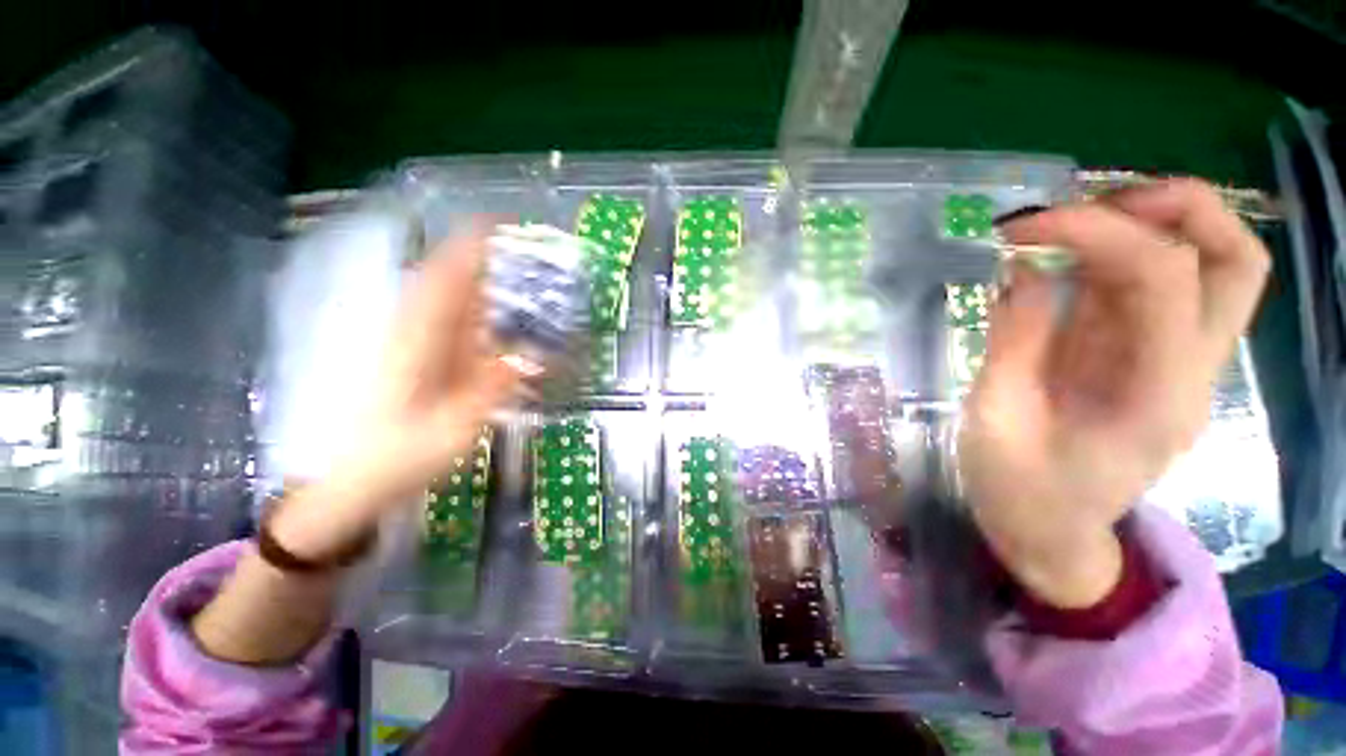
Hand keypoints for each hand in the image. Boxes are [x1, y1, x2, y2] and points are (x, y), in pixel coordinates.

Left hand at [271, 230, 519, 559]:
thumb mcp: (456, 426)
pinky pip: (446, 320)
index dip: (474, 243)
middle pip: (447, 277)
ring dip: (483, 281)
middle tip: (530, 253)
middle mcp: (409, 329)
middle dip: (487, 257)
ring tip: (522, 278)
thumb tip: (533, 356)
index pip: (446, 275)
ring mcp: (407, 341)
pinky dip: (473, 309)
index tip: (509, 224)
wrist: (347, 483)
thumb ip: (493, 387)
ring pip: (446, 296)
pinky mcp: (411, 355)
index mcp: (415, 339)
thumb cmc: (396, 457)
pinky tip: (497, 318)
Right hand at [960, 179, 1269, 607]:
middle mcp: (1191, 373)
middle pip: (1235, 259)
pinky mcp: (1152, 359)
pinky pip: (1162, 286)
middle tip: (1084, 206)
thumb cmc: (1017, 489)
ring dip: (1151, 221)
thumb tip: (1020, 268)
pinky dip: (1121, 253)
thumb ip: (1015, 340)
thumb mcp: (996, 418)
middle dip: (1170, 207)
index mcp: (1155, 398)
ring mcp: (1179, 364)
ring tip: (1073, 221)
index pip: (1164, 277)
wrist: (1048, 533)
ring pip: (1213, 264)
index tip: (1019, 229)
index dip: (1096, 230)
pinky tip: (1066, 256)